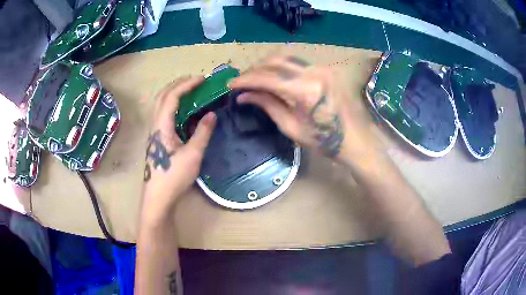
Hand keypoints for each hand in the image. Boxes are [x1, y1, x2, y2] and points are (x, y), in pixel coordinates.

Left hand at [141, 77, 216, 225]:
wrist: (158, 197)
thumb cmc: (174, 177)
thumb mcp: (193, 155)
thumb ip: (202, 132)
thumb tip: (212, 114)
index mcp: (161, 126)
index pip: (172, 97)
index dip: (186, 85)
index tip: (202, 79)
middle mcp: (155, 125)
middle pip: (162, 96)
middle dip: (177, 84)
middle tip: (195, 81)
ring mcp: (154, 132)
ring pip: (160, 105)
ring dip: (174, 93)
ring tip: (190, 91)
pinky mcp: (156, 139)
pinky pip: (163, 114)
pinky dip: (173, 105)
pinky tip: (183, 111)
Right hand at [229, 56, 383, 165]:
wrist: (352, 138)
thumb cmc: (322, 139)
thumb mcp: (290, 126)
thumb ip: (267, 105)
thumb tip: (243, 96)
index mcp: (305, 90)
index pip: (267, 78)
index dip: (246, 80)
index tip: (230, 84)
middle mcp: (313, 72)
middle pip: (275, 62)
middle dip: (254, 70)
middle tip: (241, 81)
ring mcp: (321, 68)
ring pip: (285, 58)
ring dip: (266, 65)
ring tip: (254, 78)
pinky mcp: (324, 69)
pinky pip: (296, 62)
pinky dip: (281, 66)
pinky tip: (272, 75)